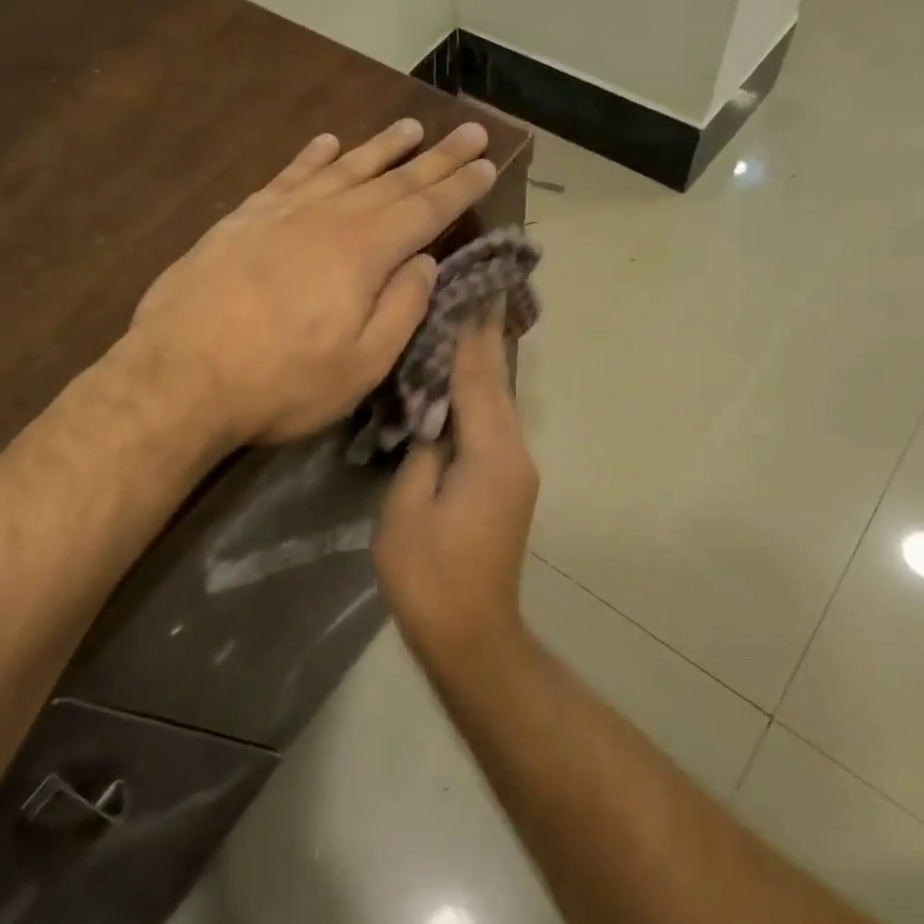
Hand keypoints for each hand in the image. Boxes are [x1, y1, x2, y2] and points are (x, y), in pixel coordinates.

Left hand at [129, 118, 496, 446]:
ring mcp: (279, 213)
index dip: (460, 187)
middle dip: (436, 157)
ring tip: (410, 128)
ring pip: (342, 169)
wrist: (178, 378)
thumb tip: (426, 262)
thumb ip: (402, 309)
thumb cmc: (280, 383)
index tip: (488, 162)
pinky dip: (311, 157)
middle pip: (392, 180)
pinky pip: (286, 176)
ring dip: (379, 148)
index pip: (425, 209)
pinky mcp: (241, 220)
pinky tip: (326, 143)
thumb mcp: (361, 365)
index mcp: (364, 253)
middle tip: (469, 129)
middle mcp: (327, 217)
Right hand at [373, 312, 538, 662]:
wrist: (471, 635)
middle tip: (465, 292)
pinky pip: (491, 426)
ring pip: (496, 403)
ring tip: (458, 323)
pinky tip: (456, 381)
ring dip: (479, 365)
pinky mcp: (508, 484)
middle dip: (481, 339)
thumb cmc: (429, 575)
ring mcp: (516, 469)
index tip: (473, 287)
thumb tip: (433, 421)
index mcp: (492, 454)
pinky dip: (476, 396)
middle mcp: (514, 452)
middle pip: (496, 384)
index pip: (480, 378)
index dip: (473, 332)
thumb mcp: (407, 510)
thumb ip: (421, 453)